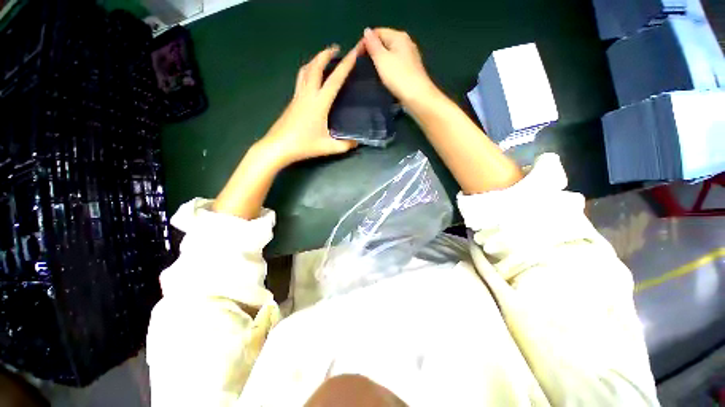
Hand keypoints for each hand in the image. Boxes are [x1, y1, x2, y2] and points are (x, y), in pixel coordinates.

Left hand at [256, 43, 362, 169]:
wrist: (278, 146)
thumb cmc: (303, 145)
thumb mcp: (328, 147)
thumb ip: (345, 145)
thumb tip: (357, 142)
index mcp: (319, 103)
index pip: (335, 80)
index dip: (346, 65)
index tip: (354, 52)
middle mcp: (308, 94)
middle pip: (315, 67)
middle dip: (326, 54)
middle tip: (336, 48)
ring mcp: (298, 96)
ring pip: (305, 70)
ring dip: (315, 60)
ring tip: (323, 58)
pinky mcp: (292, 101)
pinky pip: (300, 79)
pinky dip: (308, 71)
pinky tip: (312, 78)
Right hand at [362, 28, 439, 104]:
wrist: (417, 97)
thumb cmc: (398, 76)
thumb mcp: (381, 59)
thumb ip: (373, 44)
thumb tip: (366, 31)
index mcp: (399, 37)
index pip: (377, 32)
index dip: (365, 42)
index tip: (357, 56)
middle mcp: (406, 43)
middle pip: (385, 43)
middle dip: (373, 52)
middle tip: (362, 65)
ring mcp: (410, 57)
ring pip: (390, 55)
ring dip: (380, 62)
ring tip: (371, 73)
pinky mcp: (411, 70)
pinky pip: (395, 65)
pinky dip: (388, 69)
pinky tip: (383, 78)